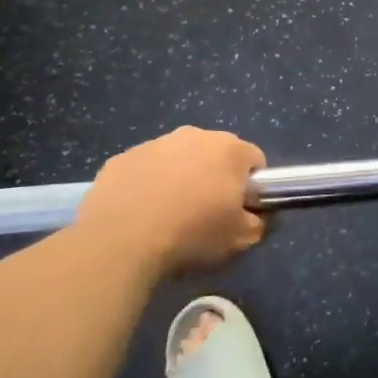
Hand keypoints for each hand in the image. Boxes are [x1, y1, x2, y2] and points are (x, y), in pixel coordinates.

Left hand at [73, 127, 266, 275]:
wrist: (120, 242)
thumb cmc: (191, 234)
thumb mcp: (240, 239)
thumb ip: (258, 223)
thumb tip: (255, 218)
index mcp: (231, 150)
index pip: (255, 161)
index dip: (250, 187)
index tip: (238, 210)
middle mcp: (195, 135)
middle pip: (215, 154)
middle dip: (214, 177)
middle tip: (204, 213)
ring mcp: (154, 144)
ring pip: (177, 158)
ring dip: (178, 178)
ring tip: (166, 216)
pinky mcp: (120, 159)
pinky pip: (143, 169)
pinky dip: (145, 184)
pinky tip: (137, 214)